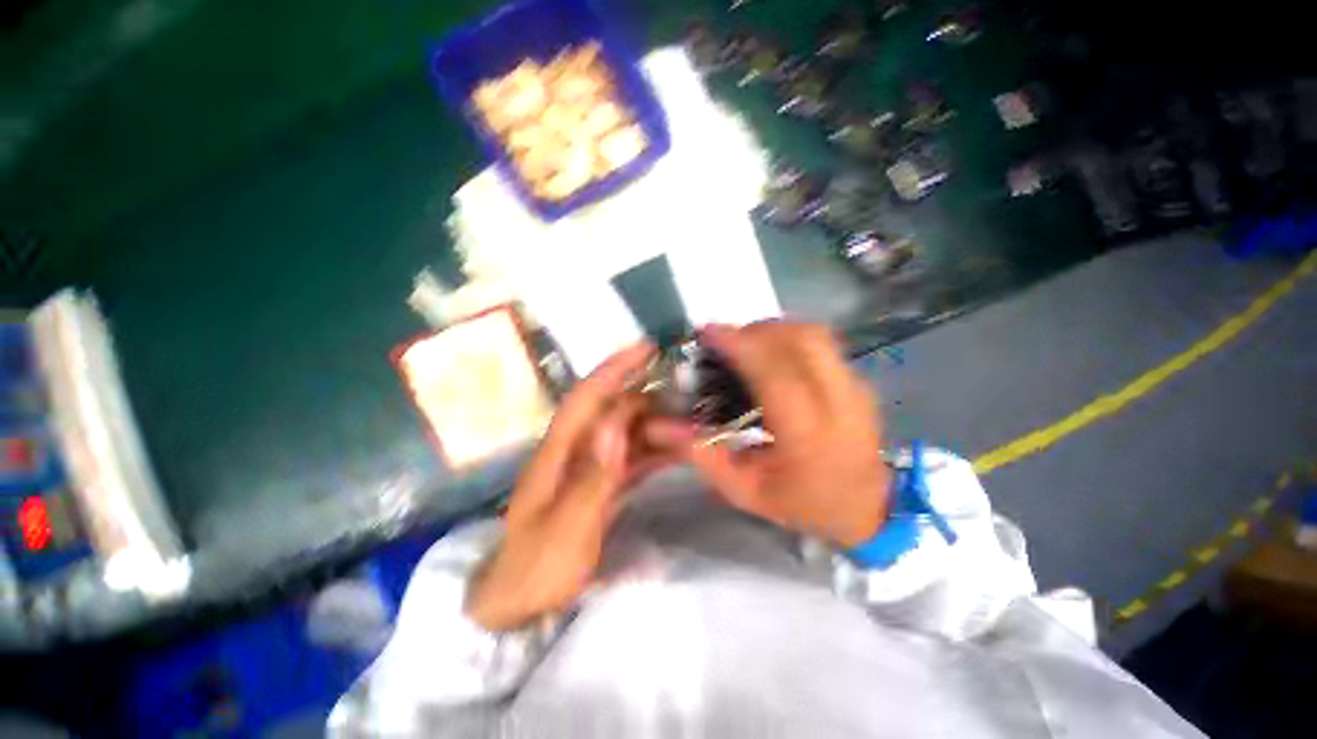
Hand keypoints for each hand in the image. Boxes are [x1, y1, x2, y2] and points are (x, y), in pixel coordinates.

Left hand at [466, 343, 671, 630]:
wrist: (515, 603)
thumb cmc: (535, 568)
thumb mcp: (565, 528)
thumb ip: (593, 476)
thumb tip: (615, 424)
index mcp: (559, 451)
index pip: (588, 396)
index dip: (616, 368)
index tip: (647, 348)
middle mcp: (575, 449)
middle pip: (613, 410)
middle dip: (648, 396)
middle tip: (687, 394)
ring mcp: (588, 466)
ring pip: (626, 432)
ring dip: (656, 424)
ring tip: (690, 422)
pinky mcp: (599, 483)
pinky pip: (630, 457)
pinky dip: (653, 450)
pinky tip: (676, 451)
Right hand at [650, 321, 889, 547]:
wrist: (869, 511)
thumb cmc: (803, 504)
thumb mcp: (745, 490)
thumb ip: (701, 455)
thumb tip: (659, 425)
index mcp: (809, 434)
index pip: (776, 373)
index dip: (741, 345)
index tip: (708, 333)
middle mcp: (839, 402)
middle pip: (800, 339)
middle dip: (756, 330)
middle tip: (726, 341)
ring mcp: (855, 387)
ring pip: (815, 334)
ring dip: (774, 329)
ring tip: (746, 344)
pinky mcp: (858, 380)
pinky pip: (822, 343)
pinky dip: (790, 337)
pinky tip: (772, 355)